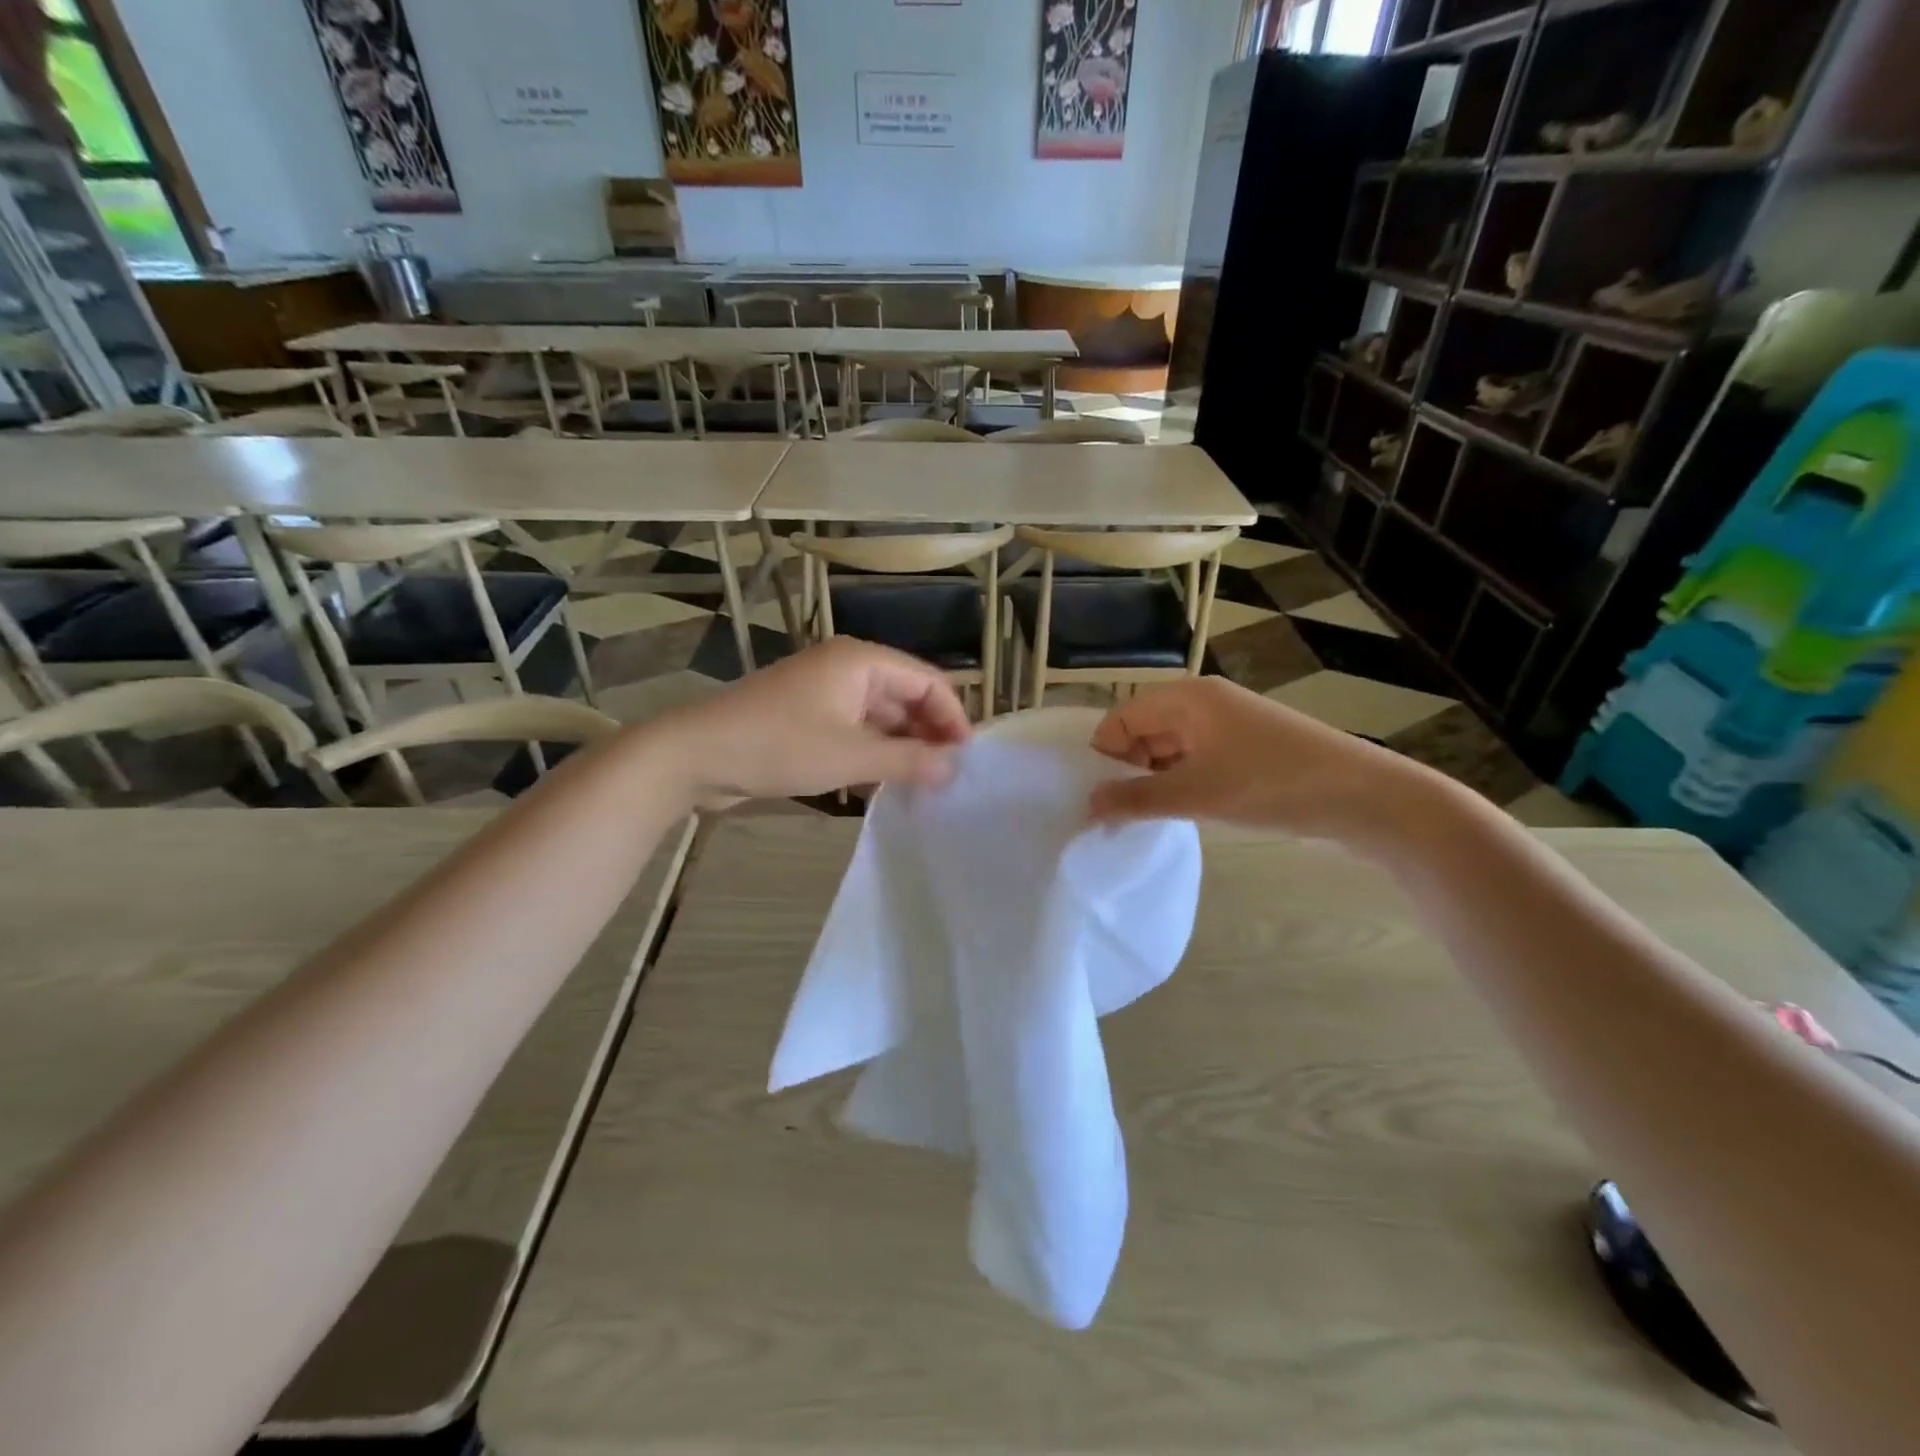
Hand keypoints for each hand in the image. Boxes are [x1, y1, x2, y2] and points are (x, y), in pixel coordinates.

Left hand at [651, 638, 970, 805]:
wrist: (695, 755)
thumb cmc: (779, 745)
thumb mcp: (851, 756)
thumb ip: (908, 761)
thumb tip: (954, 769)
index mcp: (861, 661)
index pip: (926, 681)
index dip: (952, 717)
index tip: (967, 759)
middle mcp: (846, 668)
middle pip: (905, 697)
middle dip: (928, 734)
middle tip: (948, 778)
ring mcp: (824, 693)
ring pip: (880, 717)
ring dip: (902, 747)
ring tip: (924, 786)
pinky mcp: (807, 718)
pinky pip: (855, 731)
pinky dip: (874, 754)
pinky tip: (886, 785)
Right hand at [1086, 676, 1436, 844]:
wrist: (1365, 797)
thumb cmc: (1273, 784)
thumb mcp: (1197, 794)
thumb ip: (1137, 799)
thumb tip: (1088, 805)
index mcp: (1188, 697)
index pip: (1122, 718)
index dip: (1103, 756)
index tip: (1095, 798)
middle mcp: (1203, 702)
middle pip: (1143, 730)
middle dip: (1126, 769)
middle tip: (1117, 814)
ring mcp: (1227, 724)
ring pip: (1169, 748)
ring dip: (1153, 780)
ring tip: (1144, 818)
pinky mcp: (1246, 747)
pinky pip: (1194, 759)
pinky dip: (1180, 782)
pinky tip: (1179, 811)